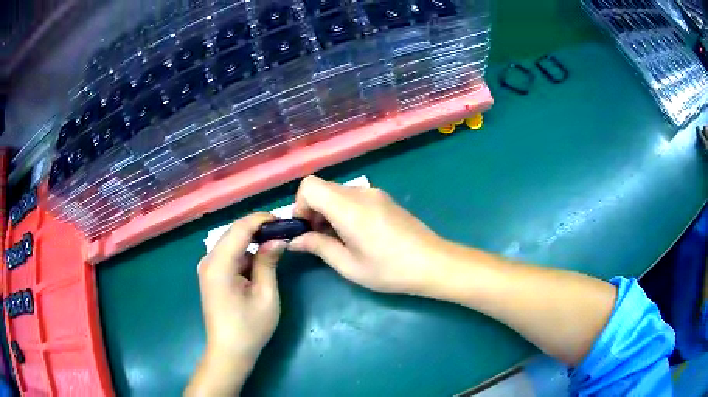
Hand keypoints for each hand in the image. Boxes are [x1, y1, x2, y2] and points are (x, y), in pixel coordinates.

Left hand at [187, 213, 285, 395]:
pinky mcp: (211, 275)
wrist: (229, 352)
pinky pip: (229, 256)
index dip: (261, 219)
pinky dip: (245, 255)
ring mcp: (207, 268)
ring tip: (274, 248)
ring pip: (231, 243)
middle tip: (283, 233)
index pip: (240, 228)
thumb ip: (268, 262)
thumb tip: (277, 239)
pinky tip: (258, 265)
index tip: (283, 220)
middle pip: (233, 233)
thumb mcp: (266, 295)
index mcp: (219, 264)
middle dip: (258, 229)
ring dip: (252, 243)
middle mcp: (208, 260)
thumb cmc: (250, 328)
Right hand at [289, 176, 452, 294]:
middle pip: (323, 189)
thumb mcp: (349, 265)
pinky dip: (344, 211)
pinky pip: (354, 198)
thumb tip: (294, 240)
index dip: (300, 205)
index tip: (306, 229)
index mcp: (348, 206)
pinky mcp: (385, 199)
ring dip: (329, 212)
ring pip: (337, 193)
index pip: (309, 186)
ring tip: (339, 240)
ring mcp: (375, 193)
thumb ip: (318, 247)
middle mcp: (360, 192)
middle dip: (312, 211)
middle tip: (319, 240)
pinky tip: (357, 235)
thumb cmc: (389, 269)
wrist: (433, 263)